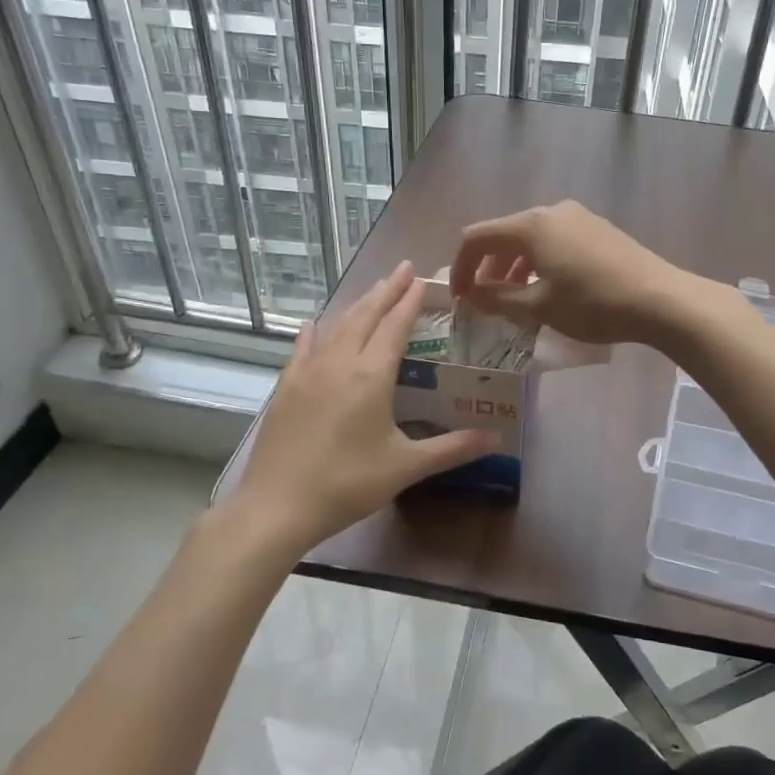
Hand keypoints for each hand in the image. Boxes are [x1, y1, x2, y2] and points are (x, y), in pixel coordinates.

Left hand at [221, 262, 496, 557]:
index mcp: (371, 375)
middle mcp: (339, 363)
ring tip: (373, 290)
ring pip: (337, 326)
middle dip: (386, 291)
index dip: (410, 301)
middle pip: (366, 315)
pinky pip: (304, 349)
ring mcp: (308, 373)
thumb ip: (452, 448)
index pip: (395, 326)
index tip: (422, 279)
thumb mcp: (406, 466)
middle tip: (403, 269)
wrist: (278, 505)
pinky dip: (315, 333)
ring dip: (358, 305)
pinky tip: (314, 325)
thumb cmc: (348, 483)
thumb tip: (496, 438)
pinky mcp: (286, 388)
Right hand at [451, 201, 721, 346]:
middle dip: (487, 268)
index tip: (459, 299)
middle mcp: (551, 211)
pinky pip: (554, 241)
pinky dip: (539, 262)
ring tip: (514, 300)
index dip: (460, 267)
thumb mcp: (539, 307)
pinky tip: (548, 289)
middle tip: (484, 302)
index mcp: (530, 226)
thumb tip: (472, 295)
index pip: (477, 237)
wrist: (659, 299)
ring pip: (531, 238)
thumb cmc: (593, 304)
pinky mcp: (598, 229)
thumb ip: (498, 299)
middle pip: (504, 235)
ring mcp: (578, 217)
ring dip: (513, 267)